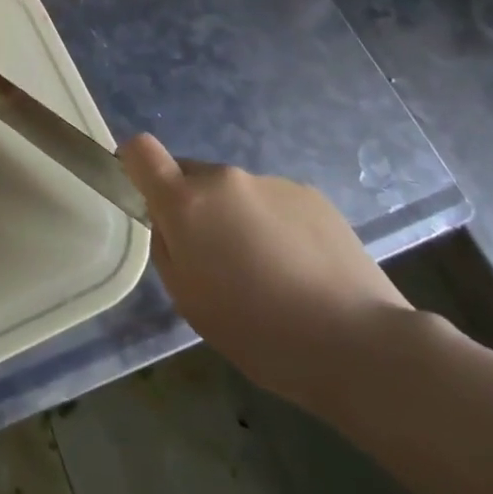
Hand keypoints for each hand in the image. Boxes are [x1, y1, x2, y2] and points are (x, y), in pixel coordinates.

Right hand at [121, 133, 408, 410]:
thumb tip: (169, 221)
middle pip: (191, 176)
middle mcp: (225, 177)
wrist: (358, 343)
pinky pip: (273, 202)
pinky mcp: (310, 194)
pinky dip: (275, 226)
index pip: (141, 150)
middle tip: (218, 261)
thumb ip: (167, 247)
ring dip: (238, 219)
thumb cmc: (259, 332)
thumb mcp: (188, 300)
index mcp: (187, 202)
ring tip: (270, 274)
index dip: (134, 166)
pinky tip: (301, 270)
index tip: (146, 197)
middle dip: (194, 208)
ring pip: (235, 192)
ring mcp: (270, 181)